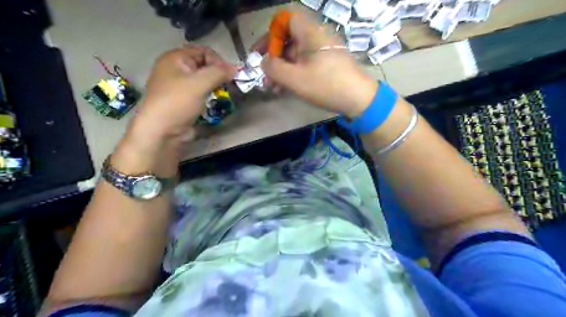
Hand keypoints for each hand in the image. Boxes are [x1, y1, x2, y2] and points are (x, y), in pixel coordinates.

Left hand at [133, 46, 236, 139]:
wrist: (162, 132)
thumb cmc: (178, 102)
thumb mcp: (199, 83)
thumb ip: (219, 73)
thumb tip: (235, 69)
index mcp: (175, 58)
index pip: (203, 51)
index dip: (218, 61)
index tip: (230, 76)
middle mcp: (175, 70)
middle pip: (203, 66)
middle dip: (218, 74)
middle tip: (228, 86)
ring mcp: (178, 87)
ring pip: (202, 80)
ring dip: (215, 86)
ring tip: (223, 94)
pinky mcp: (183, 101)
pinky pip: (200, 93)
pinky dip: (209, 95)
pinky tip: (214, 102)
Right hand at [255, 11, 376, 118]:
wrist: (359, 99)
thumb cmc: (326, 85)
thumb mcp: (295, 78)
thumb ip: (274, 68)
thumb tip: (263, 62)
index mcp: (310, 33)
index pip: (285, 20)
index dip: (271, 34)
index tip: (261, 53)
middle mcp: (317, 37)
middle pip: (289, 39)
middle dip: (274, 57)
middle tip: (265, 75)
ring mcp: (323, 51)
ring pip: (297, 54)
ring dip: (282, 69)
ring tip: (273, 87)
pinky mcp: (328, 64)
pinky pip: (306, 63)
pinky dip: (295, 73)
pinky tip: (287, 88)